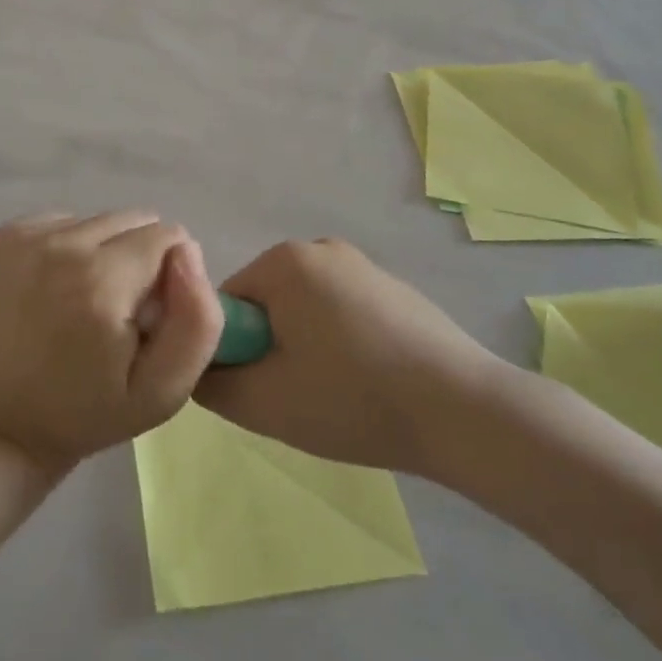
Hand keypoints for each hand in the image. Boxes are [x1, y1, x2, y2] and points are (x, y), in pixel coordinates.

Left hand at [0, 211, 223, 472]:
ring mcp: (21, 237)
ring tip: (82, 303)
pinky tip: (53, 291)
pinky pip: (60, 222)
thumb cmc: (89, 412)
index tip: (147, 316)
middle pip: (132, 220)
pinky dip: (67, 249)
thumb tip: (187, 250)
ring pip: (96, 220)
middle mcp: (59, 245)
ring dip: (102, 253)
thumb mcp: (165, 389)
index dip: (169, 277)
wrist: (1, 423)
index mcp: (101, 281)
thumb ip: (198, 320)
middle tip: (116, 312)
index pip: (168, 237)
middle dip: (138, 258)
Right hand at [193, 238, 509, 479]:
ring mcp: (362, 265)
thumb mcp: (261, 403)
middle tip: (296, 397)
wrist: (463, 411)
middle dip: (270, 347)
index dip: (233, 350)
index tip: (261, 388)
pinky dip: (340, 343)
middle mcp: (320, 248)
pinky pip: (341, 312)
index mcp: (284, 261)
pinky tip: (368, 382)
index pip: (225, 303)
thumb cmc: (351, 399)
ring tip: (335, 395)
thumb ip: (209, 381)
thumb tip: (198, 365)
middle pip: (266, 303)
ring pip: (303, 310)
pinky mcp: (393, 289)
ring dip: (304, 347)